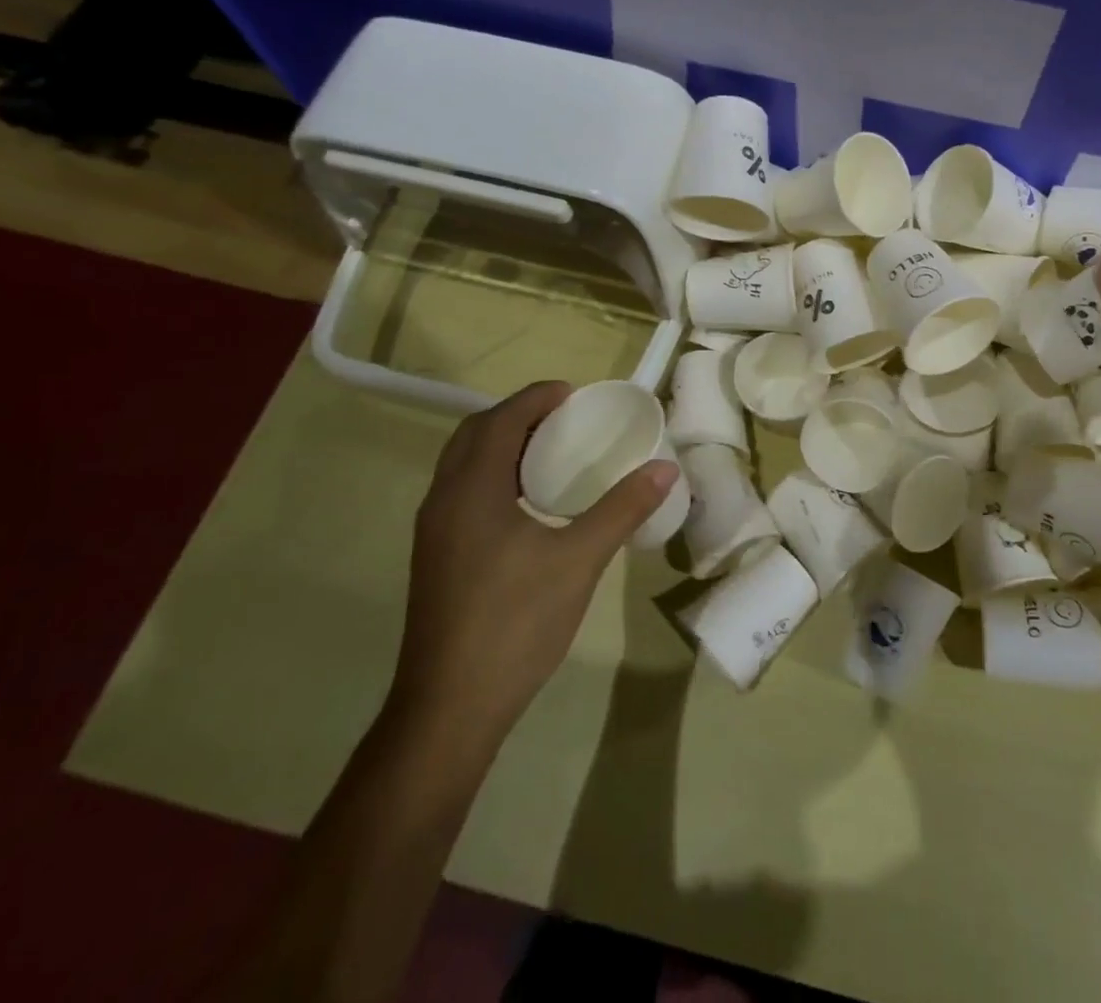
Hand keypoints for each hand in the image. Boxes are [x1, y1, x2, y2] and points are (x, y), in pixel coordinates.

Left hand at [387, 382, 677, 742]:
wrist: (451, 707)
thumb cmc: (515, 622)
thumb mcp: (580, 560)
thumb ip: (622, 509)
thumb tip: (665, 469)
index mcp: (472, 490)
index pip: (501, 420)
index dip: (536, 397)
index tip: (574, 393)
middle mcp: (443, 500)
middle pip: (475, 434)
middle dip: (517, 415)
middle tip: (564, 417)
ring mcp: (434, 532)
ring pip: (464, 464)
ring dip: (503, 444)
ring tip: (552, 451)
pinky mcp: (436, 557)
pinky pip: (463, 491)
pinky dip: (494, 475)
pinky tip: (529, 503)